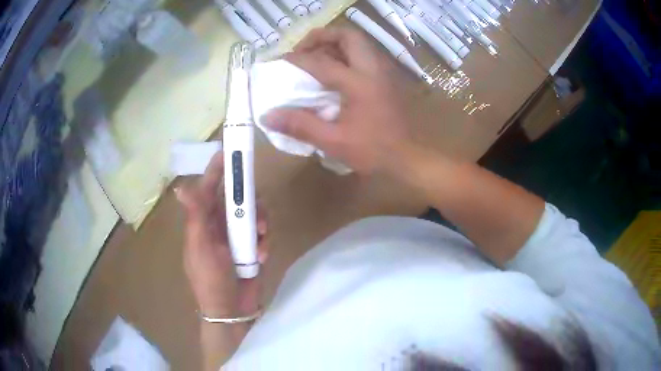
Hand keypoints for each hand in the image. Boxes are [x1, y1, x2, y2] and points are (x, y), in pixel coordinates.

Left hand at [176, 153, 268, 317]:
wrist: (231, 310)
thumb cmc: (209, 279)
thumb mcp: (200, 247)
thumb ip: (196, 216)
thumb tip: (181, 187)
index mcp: (203, 220)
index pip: (210, 188)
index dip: (219, 170)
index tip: (230, 152)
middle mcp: (220, 224)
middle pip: (238, 197)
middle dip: (250, 202)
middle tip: (258, 214)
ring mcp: (238, 236)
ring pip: (255, 213)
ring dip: (261, 223)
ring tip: (261, 239)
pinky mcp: (253, 246)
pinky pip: (264, 233)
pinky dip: (265, 241)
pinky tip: (261, 255)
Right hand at [264, 27, 413, 175]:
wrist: (408, 160)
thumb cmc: (373, 152)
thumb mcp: (334, 141)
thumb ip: (300, 126)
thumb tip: (268, 116)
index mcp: (359, 83)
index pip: (321, 62)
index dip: (297, 59)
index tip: (280, 61)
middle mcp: (373, 70)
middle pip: (349, 36)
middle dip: (323, 36)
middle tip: (304, 49)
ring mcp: (382, 73)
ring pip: (359, 44)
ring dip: (335, 44)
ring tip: (316, 57)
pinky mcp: (386, 81)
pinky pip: (364, 56)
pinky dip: (346, 55)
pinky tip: (335, 73)